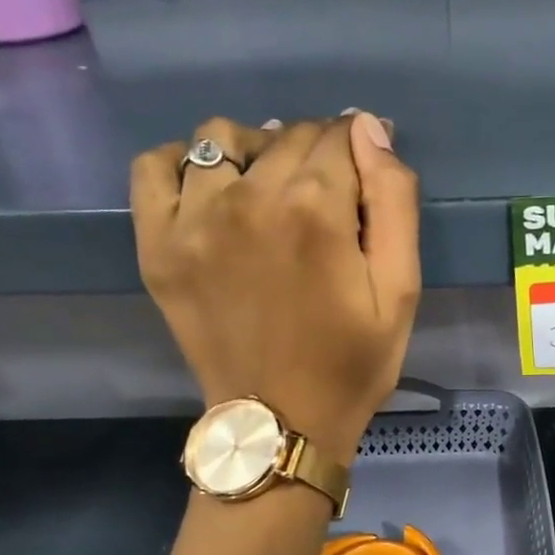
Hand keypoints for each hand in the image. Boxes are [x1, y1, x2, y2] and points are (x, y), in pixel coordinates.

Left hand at [131, 113, 420, 460]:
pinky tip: (207, 185)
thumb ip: (394, 203)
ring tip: (269, 186)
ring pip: (221, 139)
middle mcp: (249, 199)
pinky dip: (181, 162)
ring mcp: (194, 220)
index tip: (365, 171)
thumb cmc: (351, 364)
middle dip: (317, 152)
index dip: (359, 147)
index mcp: (316, 210)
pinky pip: (153, 168)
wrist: (281, 424)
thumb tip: (370, 130)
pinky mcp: (157, 245)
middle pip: (287, 136)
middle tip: (329, 196)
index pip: (340, 137)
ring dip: (255, 149)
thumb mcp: (401, 292)